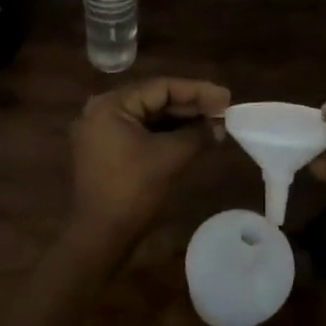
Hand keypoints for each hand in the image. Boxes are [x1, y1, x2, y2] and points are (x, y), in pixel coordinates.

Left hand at [71, 77, 229, 243]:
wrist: (100, 238)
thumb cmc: (132, 192)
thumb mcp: (170, 157)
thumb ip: (197, 134)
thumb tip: (218, 126)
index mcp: (111, 105)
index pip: (161, 87)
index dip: (197, 91)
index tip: (226, 97)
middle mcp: (102, 111)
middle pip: (154, 99)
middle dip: (190, 105)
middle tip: (223, 109)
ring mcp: (102, 131)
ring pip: (150, 116)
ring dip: (181, 120)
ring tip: (214, 122)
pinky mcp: (107, 150)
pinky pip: (142, 132)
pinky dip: (166, 134)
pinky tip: (193, 137)